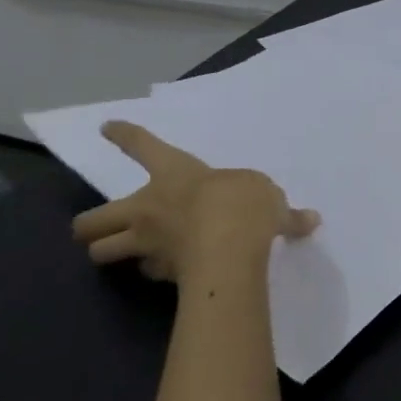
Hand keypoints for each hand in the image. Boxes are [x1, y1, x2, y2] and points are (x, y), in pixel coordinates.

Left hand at [71, 122, 318, 282]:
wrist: (229, 250)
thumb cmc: (242, 205)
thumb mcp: (268, 195)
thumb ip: (281, 210)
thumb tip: (309, 220)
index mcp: (174, 174)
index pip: (143, 147)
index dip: (126, 135)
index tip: (108, 127)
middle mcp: (149, 207)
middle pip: (93, 218)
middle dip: (91, 224)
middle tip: (103, 226)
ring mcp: (148, 243)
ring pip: (101, 252)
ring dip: (109, 252)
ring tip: (124, 253)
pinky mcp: (158, 273)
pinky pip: (148, 271)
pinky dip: (156, 270)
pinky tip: (171, 270)